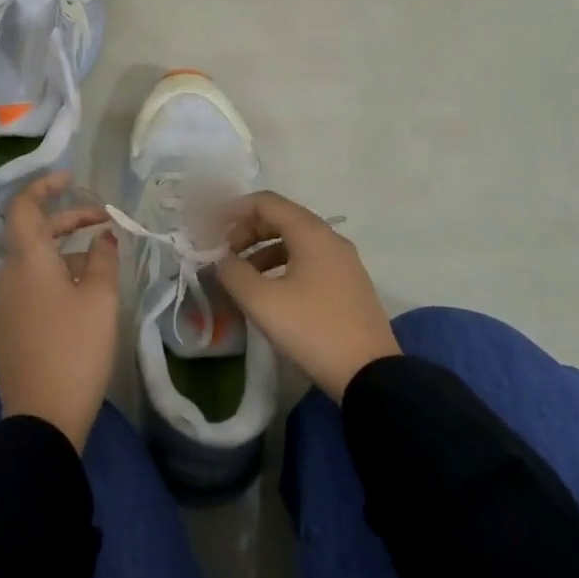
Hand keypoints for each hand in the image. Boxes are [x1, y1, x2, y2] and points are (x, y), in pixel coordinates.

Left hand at [0, 173, 119, 450]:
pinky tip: (84, 292)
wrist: (41, 418)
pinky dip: (57, 274)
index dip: (45, 186)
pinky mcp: (12, 328)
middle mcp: (10, 276)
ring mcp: (7, 304)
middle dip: (68, 220)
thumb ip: (103, 259)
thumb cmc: (75, 349)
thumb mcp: (100, 299)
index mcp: (27, 261)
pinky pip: (33, 285)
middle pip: (34, 233)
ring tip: (102, 258)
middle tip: (104, 221)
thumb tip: (103, 237)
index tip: (72, 180)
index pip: (25, 207)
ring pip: (35, 261)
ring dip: (66, 249)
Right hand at [216, 191, 399, 400]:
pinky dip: (282, 265)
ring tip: (240, 275)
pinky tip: (269, 290)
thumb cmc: (312, 330)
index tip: (209, 227)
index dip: (233, 209)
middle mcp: (331, 239)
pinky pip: (309, 260)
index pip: (267, 203)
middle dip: (247, 231)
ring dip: (263, 250)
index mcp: (312, 233)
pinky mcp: (348, 284)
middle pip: (282, 218)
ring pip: (295, 241)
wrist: (369, 374)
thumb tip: (219, 259)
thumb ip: (233, 273)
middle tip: (223, 254)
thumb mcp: (263, 302)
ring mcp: (343, 262)